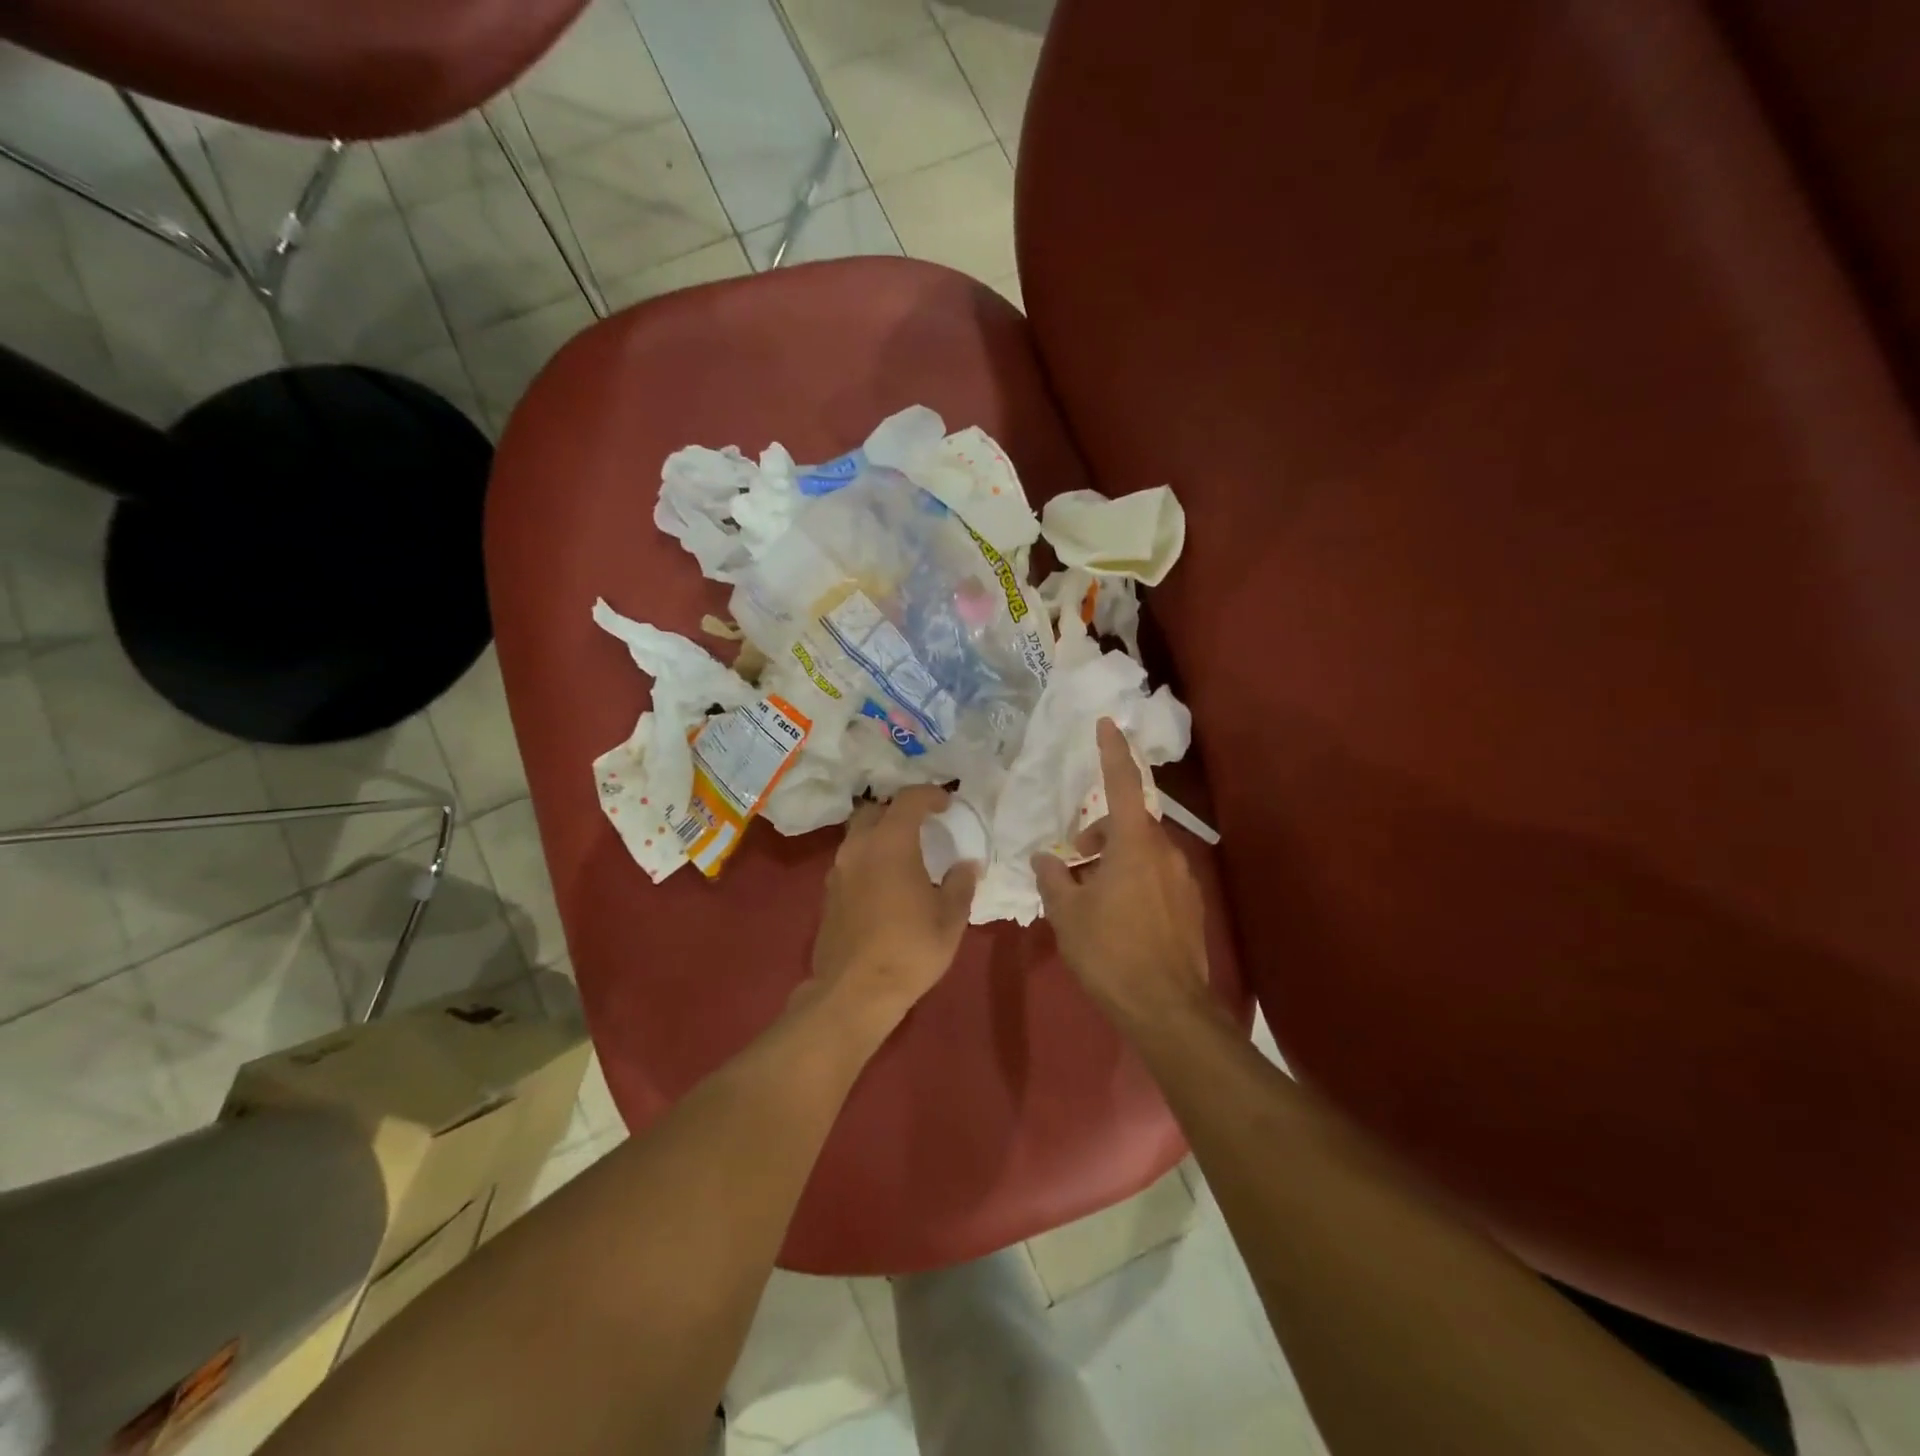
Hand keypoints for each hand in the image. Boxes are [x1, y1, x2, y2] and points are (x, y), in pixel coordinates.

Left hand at [807, 786, 979, 1039]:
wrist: (854, 991)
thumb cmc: (909, 950)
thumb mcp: (949, 919)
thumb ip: (960, 884)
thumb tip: (967, 864)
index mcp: (891, 843)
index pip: (908, 800)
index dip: (930, 795)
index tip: (947, 803)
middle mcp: (859, 848)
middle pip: (876, 811)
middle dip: (899, 811)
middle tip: (923, 825)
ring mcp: (838, 870)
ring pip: (859, 836)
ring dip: (881, 835)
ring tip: (905, 854)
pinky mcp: (828, 893)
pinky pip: (851, 861)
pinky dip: (869, 859)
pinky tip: (885, 882)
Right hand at [1033, 719, 1210, 1029]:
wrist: (1167, 1009)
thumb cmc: (1110, 952)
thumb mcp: (1067, 913)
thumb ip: (1053, 878)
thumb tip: (1046, 859)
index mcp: (1134, 844)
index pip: (1123, 783)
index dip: (1112, 751)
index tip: (1106, 723)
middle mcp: (1165, 852)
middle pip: (1128, 822)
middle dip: (1098, 832)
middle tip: (1072, 860)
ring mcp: (1183, 880)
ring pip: (1142, 851)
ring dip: (1113, 859)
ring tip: (1087, 895)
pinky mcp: (1190, 905)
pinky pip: (1155, 876)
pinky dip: (1132, 880)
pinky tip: (1115, 917)